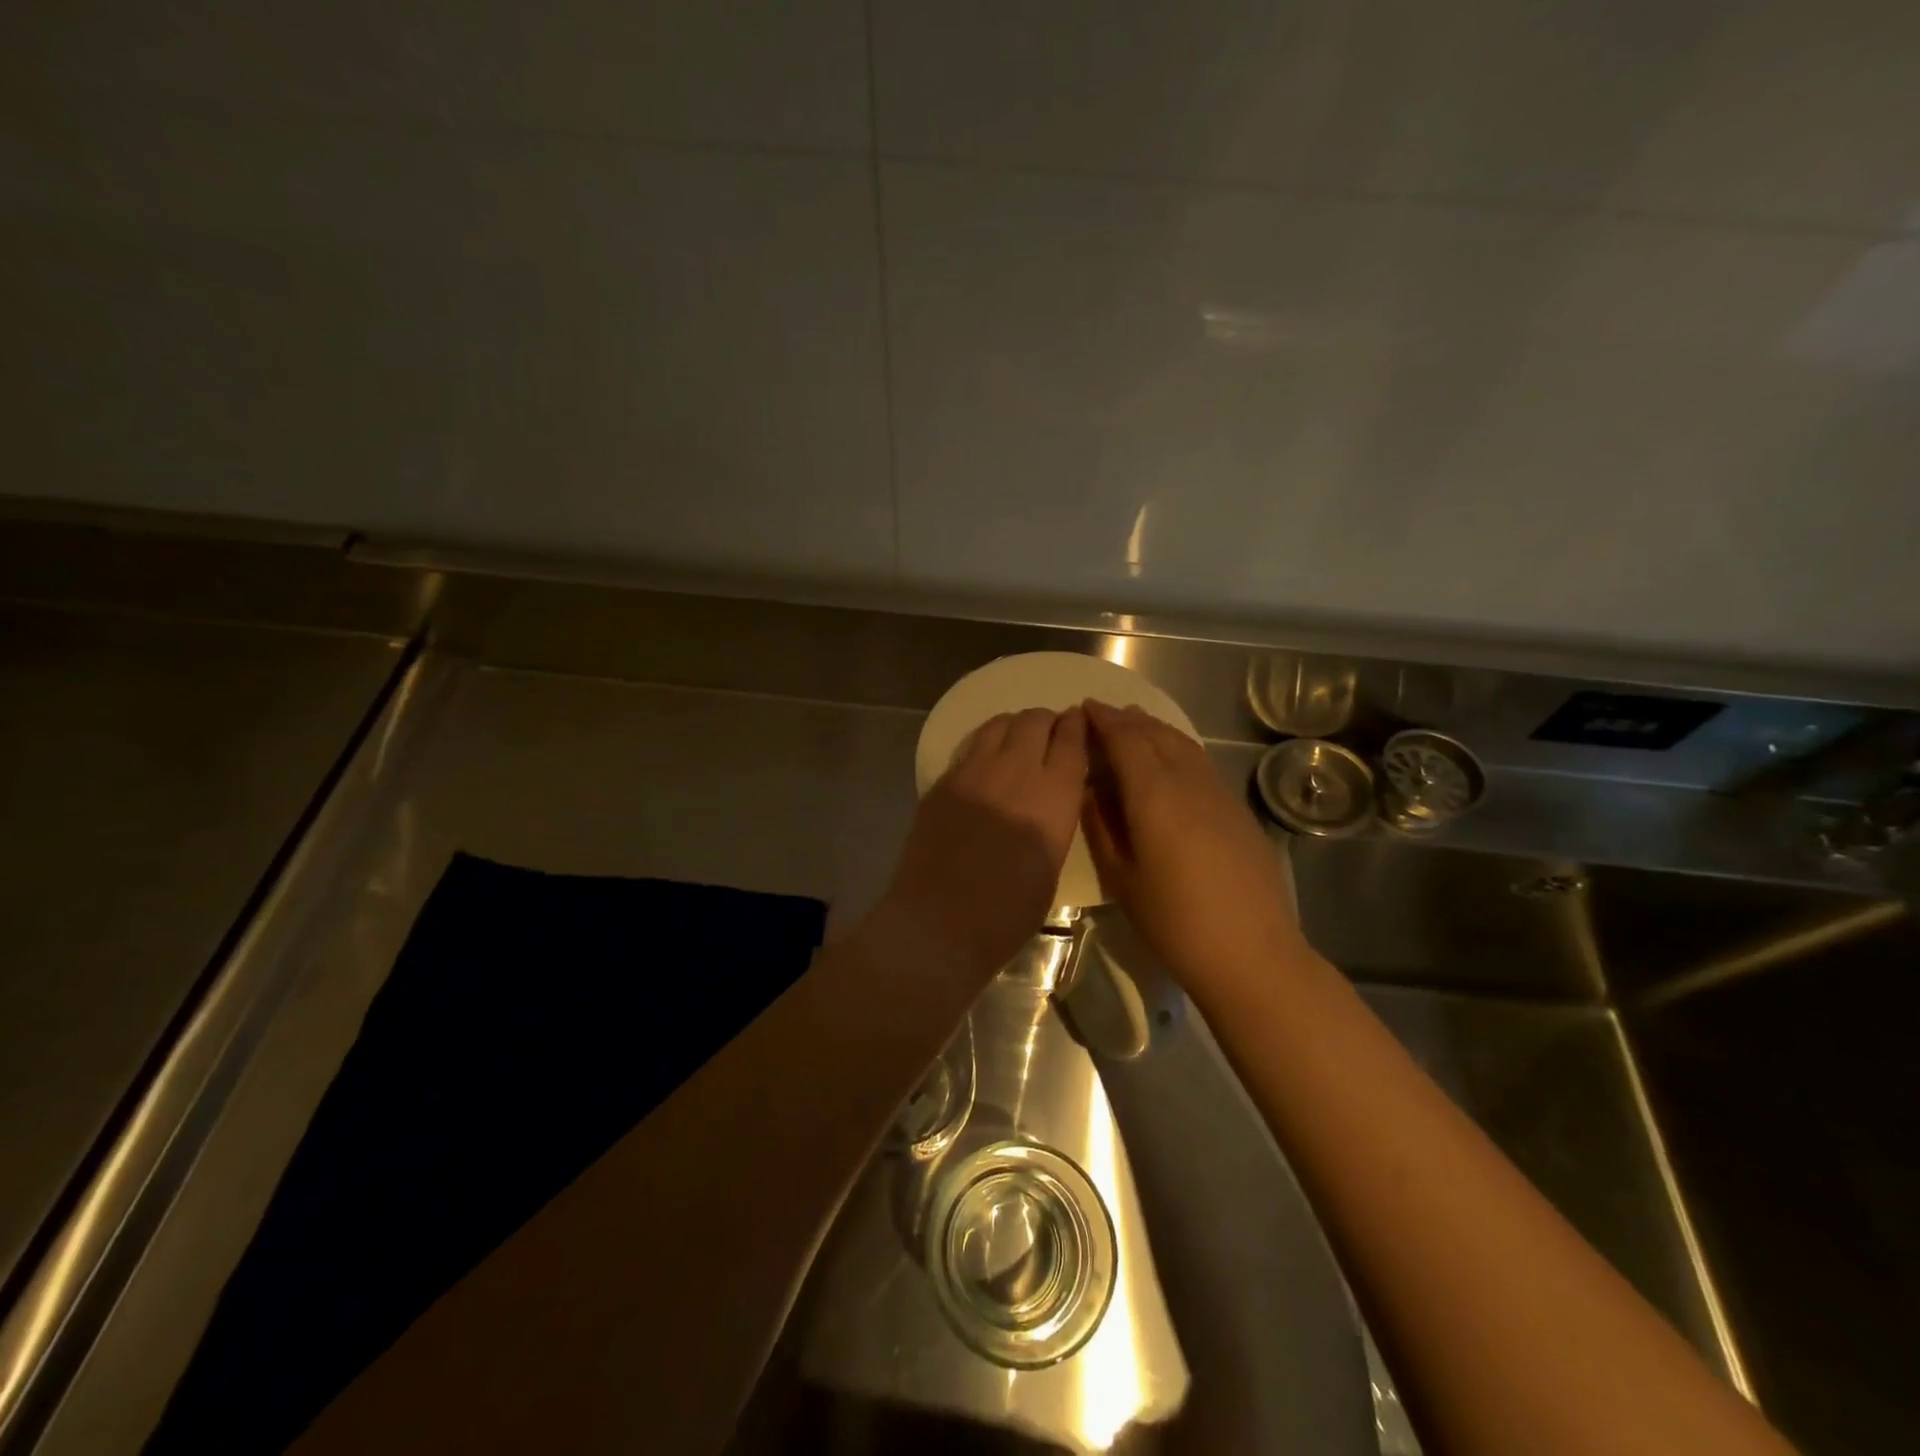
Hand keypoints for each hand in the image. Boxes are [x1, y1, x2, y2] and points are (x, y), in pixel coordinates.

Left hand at [882, 706, 1089, 979]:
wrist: (941, 921)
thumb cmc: (1009, 910)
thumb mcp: (1052, 862)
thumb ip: (1056, 818)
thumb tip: (1052, 798)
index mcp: (1054, 794)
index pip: (1072, 739)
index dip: (1077, 726)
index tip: (1079, 722)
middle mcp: (1016, 769)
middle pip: (1035, 721)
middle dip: (1047, 722)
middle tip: (1049, 734)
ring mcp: (974, 770)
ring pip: (1000, 724)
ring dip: (1015, 726)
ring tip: (1019, 739)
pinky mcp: (944, 780)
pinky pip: (971, 745)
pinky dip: (986, 742)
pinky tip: (986, 760)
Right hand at [1081, 700, 1305, 988]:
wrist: (1251, 952)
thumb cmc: (1174, 921)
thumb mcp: (1121, 878)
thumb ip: (1100, 827)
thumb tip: (1087, 791)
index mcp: (1154, 794)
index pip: (1125, 740)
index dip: (1103, 721)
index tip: (1084, 708)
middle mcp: (1188, 781)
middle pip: (1155, 734)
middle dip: (1127, 719)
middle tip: (1103, 713)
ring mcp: (1219, 793)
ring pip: (1183, 744)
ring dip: (1155, 728)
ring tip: (1135, 724)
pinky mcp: (1237, 810)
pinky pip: (1200, 763)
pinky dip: (1178, 748)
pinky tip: (1170, 760)